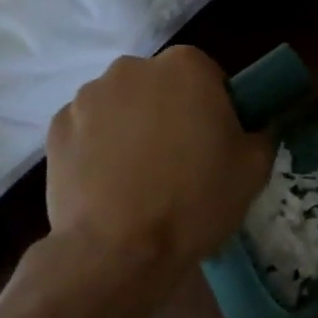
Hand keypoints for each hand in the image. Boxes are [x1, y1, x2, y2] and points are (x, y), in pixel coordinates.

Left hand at [45, 48, 271, 283]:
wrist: (118, 250)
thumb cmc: (194, 202)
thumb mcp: (253, 170)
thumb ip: (260, 133)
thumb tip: (251, 128)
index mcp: (186, 67)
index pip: (208, 76)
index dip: (214, 109)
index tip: (214, 144)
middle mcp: (132, 68)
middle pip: (160, 86)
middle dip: (169, 113)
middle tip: (179, 162)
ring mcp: (88, 96)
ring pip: (121, 107)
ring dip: (131, 128)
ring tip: (137, 179)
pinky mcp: (56, 127)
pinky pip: (88, 130)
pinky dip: (97, 148)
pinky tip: (107, 185)